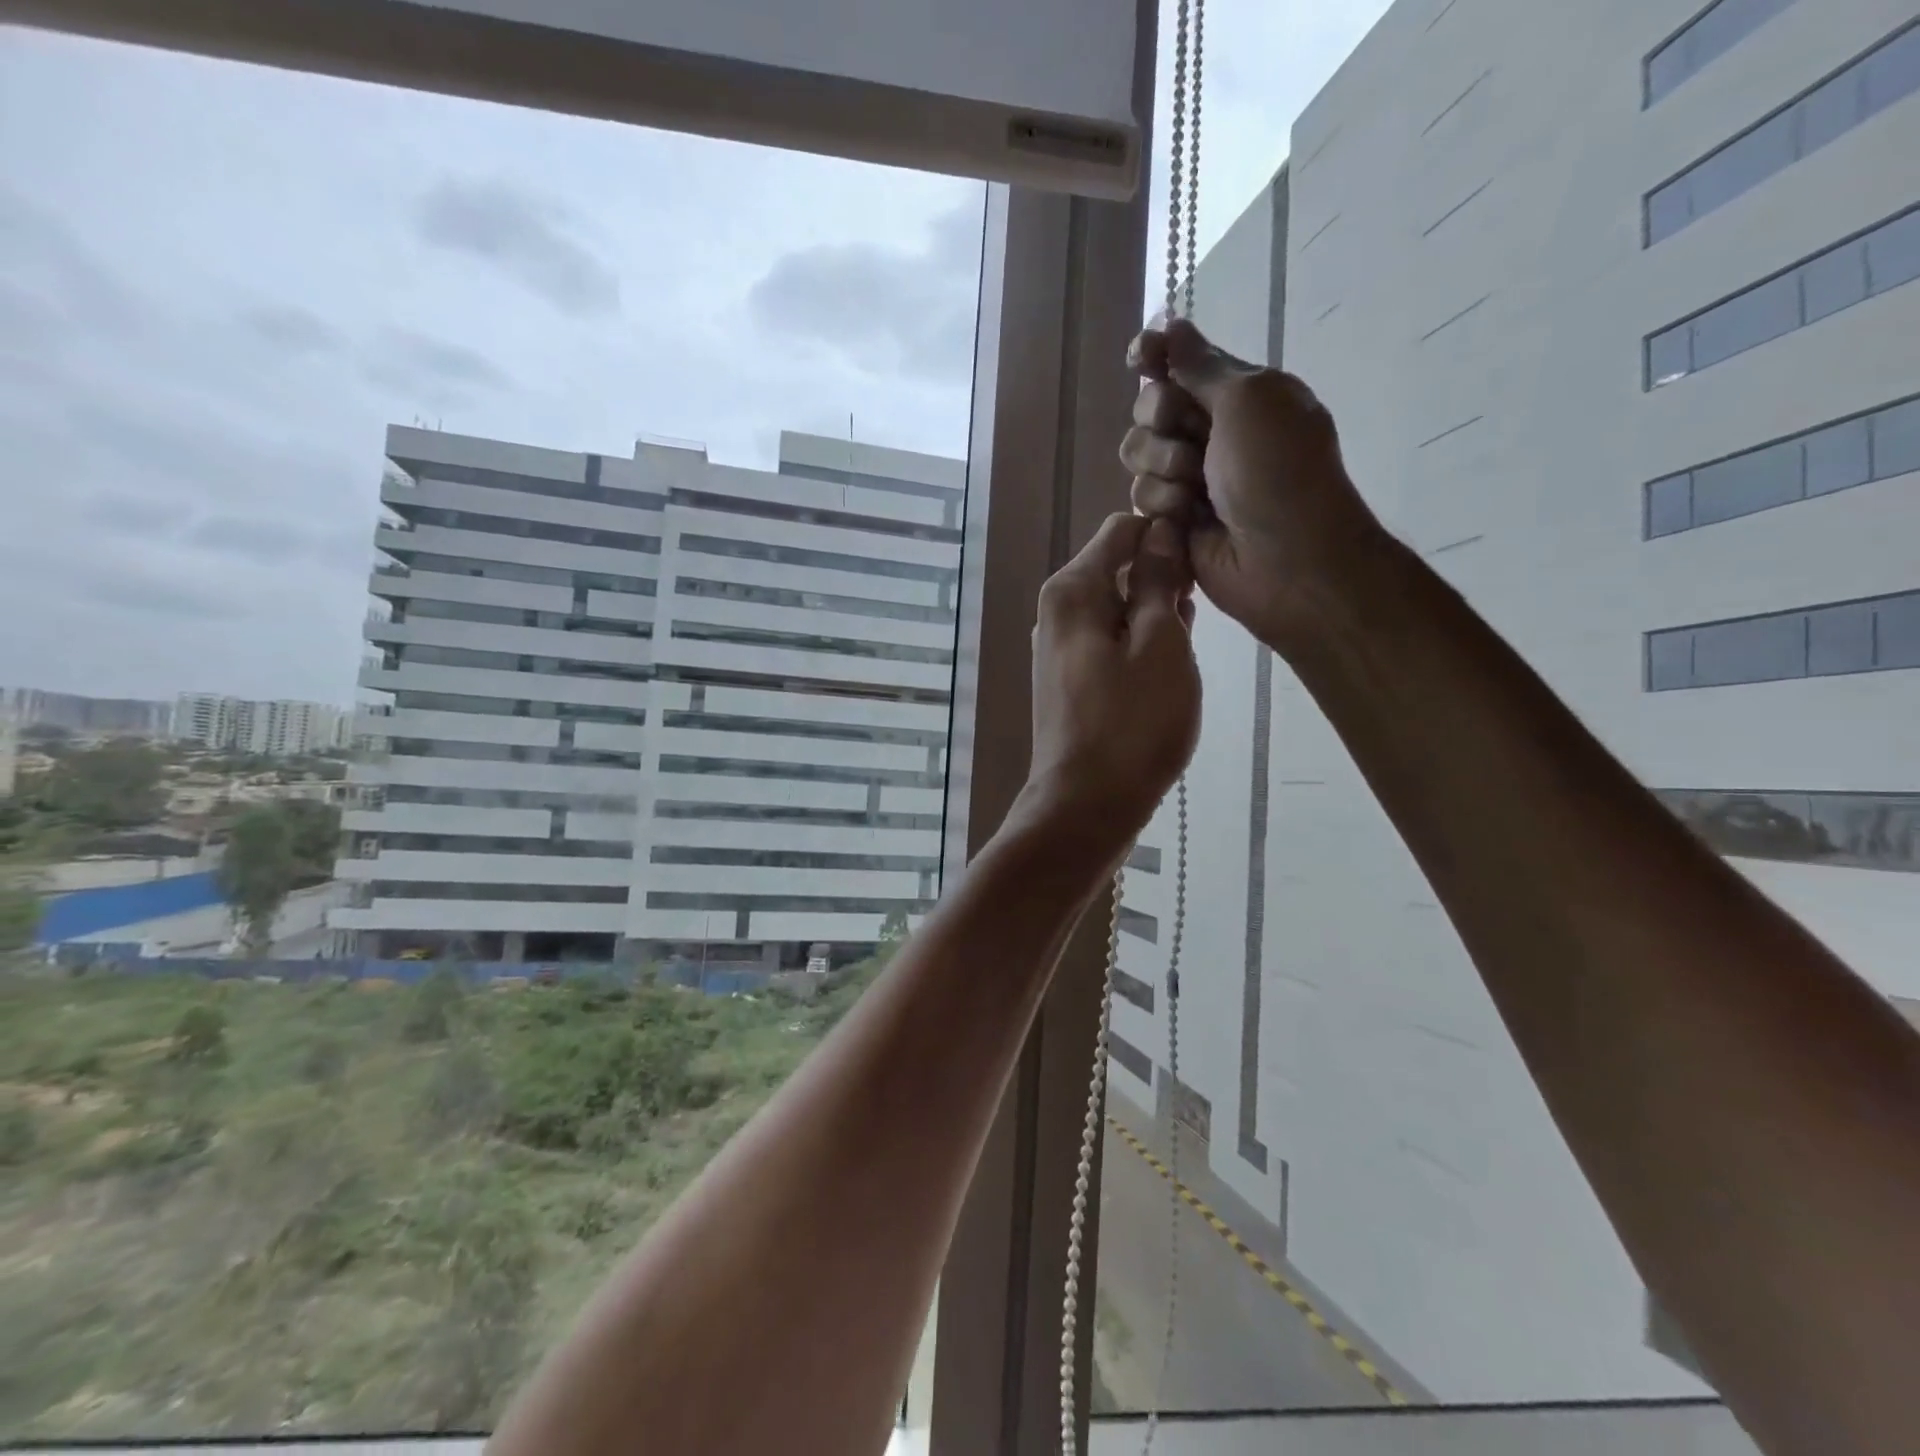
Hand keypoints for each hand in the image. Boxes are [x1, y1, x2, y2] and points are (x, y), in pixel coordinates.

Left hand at [1018, 513, 1200, 861]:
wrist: (1085, 807)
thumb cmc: (1131, 724)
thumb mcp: (1160, 644)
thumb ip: (1158, 582)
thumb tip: (1160, 532)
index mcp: (1071, 592)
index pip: (1122, 530)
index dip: (1165, 533)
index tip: (1203, 558)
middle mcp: (1056, 613)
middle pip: (1118, 570)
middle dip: (1162, 579)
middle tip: (1202, 612)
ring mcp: (1060, 651)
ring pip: (1117, 611)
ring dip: (1155, 617)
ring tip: (1188, 647)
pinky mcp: (1070, 683)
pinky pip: (1110, 645)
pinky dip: (1139, 647)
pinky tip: (1168, 670)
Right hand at [1119, 318, 1388, 654]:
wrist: (1285, 560)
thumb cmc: (1278, 472)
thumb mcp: (1248, 400)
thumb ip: (1200, 364)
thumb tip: (1171, 324)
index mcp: (1238, 394)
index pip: (1181, 362)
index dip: (1155, 357)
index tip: (1140, 357)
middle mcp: (1211, 432)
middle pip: (1149, 408)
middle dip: (1161, 421)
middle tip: (1192, 442)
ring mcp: (1190, 478)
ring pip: (1138, 456)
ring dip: (1163, 469)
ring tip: (1195, 492)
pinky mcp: (1173, 520)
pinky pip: (1141, 499)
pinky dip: (1163, 507)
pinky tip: (1186, 522)